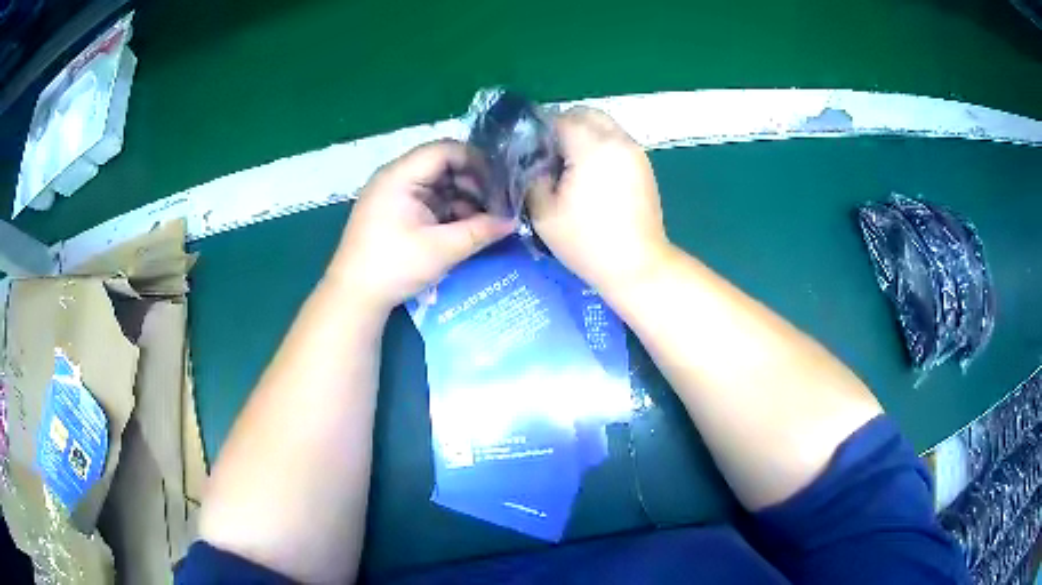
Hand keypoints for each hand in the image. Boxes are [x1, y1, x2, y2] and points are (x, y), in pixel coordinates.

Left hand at [328, 140, 515, 312]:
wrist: (354, 296)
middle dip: (472, 182)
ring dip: (462, 198)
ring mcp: (394, 194)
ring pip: (437, 183)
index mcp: (400, 175)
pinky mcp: (395, 211)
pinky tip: (465, 227)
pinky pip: (428, 199)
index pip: (446, 150)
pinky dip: (448, 209)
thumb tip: (513, 222)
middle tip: (496, 204)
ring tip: (484, 220)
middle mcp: (395, 177)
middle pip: (442, 165)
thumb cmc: (393, 266)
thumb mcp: (442, 249)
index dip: (476, 162)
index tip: (500, 183)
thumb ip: (480, 231)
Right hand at [529, 107, 670, 295]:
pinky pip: (617, 143)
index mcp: (592, 146)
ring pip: (605, 126)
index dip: (541, 132)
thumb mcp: (543, 212)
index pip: (561, 119)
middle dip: (565, 126)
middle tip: (550, 156)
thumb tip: (535, 162)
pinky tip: (592, 177)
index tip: (531, 153)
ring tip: (571, 167)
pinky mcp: (645, 167)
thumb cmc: (587, 241)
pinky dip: (602, 148)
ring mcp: (636, 153)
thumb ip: (532, 177)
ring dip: (585, 136)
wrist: (637, 265)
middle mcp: (618, 140)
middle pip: (587, 114)